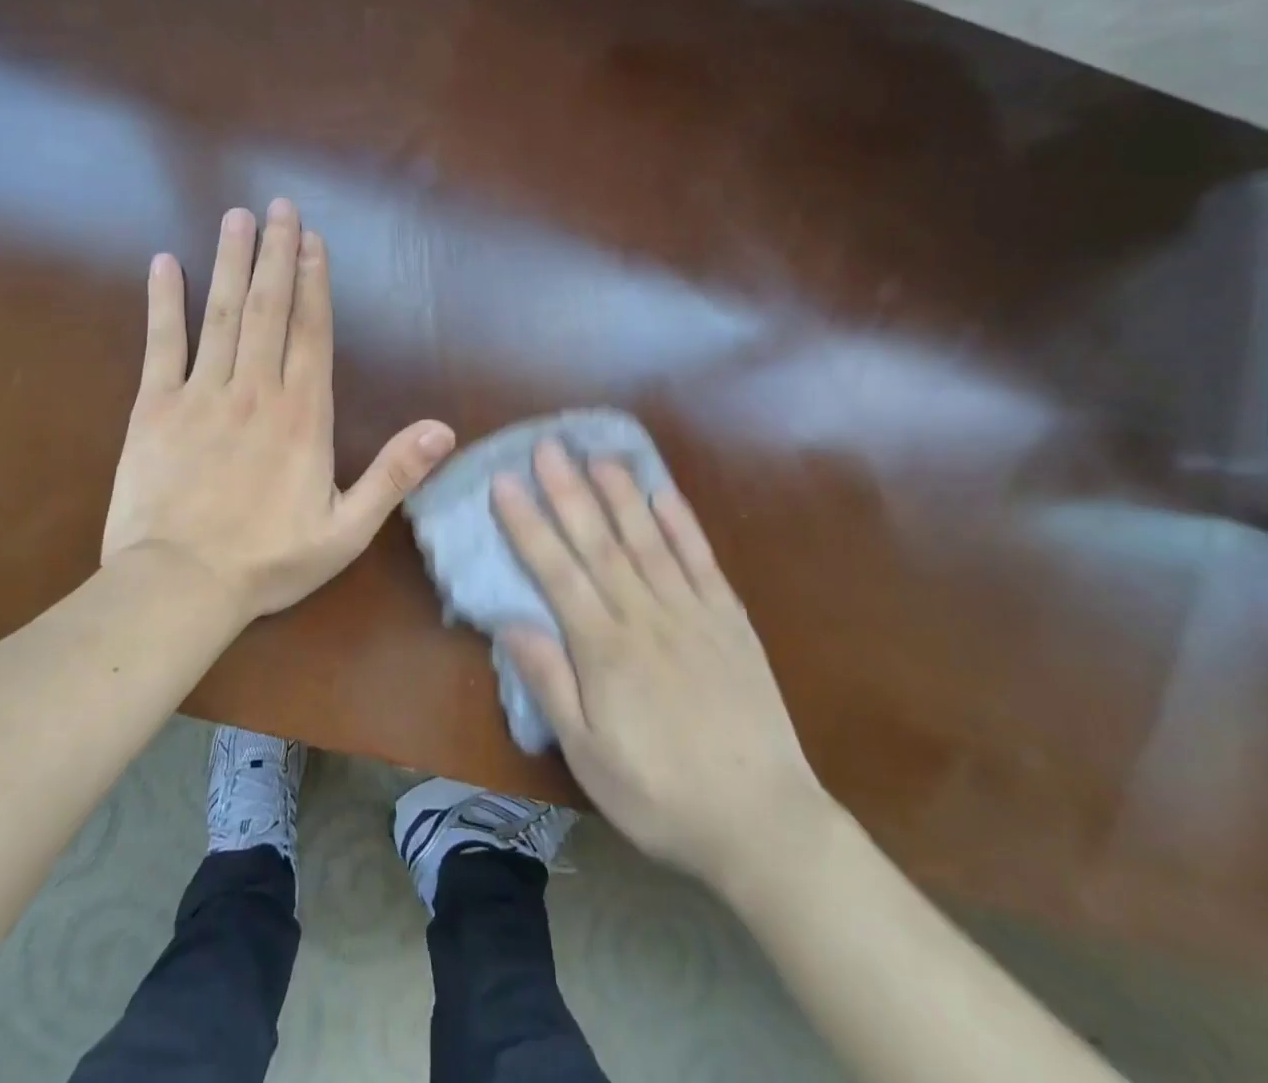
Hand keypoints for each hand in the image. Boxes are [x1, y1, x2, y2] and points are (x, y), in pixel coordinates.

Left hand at [102, 199, 455, 623]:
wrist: (178, 587)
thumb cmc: (268, 560)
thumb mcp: (347, 529)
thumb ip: (394, 474)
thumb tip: (443, 431)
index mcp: (302, 415)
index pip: (311, 332)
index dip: (314, 282)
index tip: (312, 239)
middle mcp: (255, 390)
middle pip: (269, 308)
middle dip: (275, 254)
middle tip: (278, 207)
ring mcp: (202, 394)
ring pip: (221, 314)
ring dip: (231, 262)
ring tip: (237, 218)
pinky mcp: (154, 408)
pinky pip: (161, 344)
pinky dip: (163, 302)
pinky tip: (165, 264)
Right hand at [495, 442, 828, 892]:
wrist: (762, 820)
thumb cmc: (661, 794)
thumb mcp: (589, 755)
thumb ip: (550, 683)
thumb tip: (511, 623)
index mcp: (604, 648)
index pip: (556, 571)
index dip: (528, 524)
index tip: (505, 483)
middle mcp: (645, 615)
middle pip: (599, 542)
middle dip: (569, 491)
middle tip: (548, 446)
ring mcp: (692, 612)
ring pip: (647, 539)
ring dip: (621, 494)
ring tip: (598, 454)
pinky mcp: (729, 619)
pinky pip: (701, 560)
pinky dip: (682, 523)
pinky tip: (663, 494)